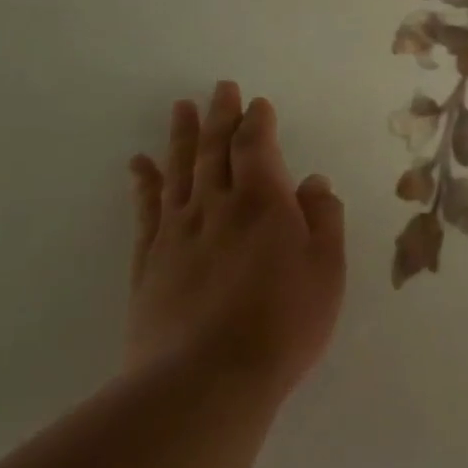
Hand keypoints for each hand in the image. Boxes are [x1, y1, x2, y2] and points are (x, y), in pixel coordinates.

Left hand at [127, 81, 345, 397]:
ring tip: (182, 108)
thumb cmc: (284, 321)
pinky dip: (145, 182)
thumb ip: (323, 220)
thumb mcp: (327, 269)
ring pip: (180, 172)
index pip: (257, 149)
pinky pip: (146, 210)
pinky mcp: (150, 262)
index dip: (257, 123)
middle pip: (215, 151)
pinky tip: (140, 164)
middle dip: (220, 117)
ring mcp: (178, 233)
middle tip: (219, 88)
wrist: (206, 379)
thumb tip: (313, 183)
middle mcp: (216, 207)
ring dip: (182, 137)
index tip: (258, 103)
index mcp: (263, 203)